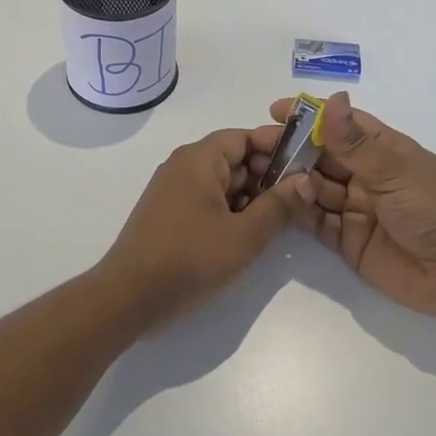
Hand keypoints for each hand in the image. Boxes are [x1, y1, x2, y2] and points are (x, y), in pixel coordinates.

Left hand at [101, 128, 307, 327]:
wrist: (129, 298)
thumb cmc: (189, 259)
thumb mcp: (243, 235)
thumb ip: (278, 206)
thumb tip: (307, 180)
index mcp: (199, 159)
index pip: (245, 137)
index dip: (277, 149)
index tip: (306, 168)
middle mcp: (184, 166)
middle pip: (235, 159)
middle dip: (267, 178)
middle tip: (298, 202)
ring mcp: (174, 191)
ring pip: (223, 184)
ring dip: (251, 199)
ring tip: (278, 223)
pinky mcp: (170, 215)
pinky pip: (208, 202)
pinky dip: (230, 212)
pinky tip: (248, 236)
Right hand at [254, 93, 435, 322]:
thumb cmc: (435, 208)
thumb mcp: (394, 170)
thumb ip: (354, 142)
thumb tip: (329, 99)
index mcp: (382, 150)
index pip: (340, 124)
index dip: (308, 116)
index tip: (274, 111)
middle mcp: (366, 175)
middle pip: (321, 156)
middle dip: (290, 149)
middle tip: (254, 146)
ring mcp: (356, 208)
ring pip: (314, 188)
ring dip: (289, 179)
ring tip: (256, 173)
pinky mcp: (348, 241)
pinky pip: (317, 222)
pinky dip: (297, 211)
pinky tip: (276, 202)